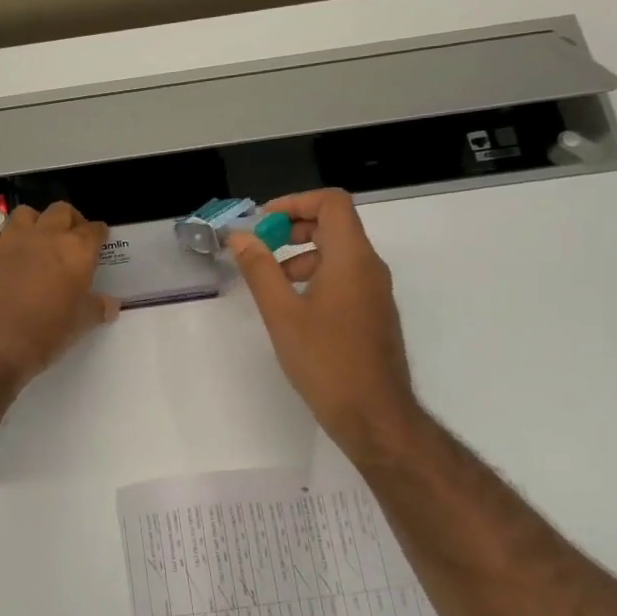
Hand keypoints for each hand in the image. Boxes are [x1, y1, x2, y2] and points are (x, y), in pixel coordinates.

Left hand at [0, 202, 117, 385]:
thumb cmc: (46, 333)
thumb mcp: (79, 325)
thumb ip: (96, 309)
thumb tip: (110, 305)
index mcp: (77, 251)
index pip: (94, 230)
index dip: (98, 234)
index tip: (98, 241)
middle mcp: (46, 236)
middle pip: (61, 211)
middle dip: (68, 220)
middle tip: (69, 238)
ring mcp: (11, 239)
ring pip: (24, 213)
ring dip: (32, 223)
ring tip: (33, 241)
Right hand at [229, 189, 421, 462]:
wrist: (372, 413)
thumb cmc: (325, 361)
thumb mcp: (282, 313)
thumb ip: (260, 270)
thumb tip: (240, 237)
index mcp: (351, 258)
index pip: (332, 203)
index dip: (295, 202)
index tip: (262, 223)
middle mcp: (370, 267)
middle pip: (335, 224)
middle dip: (294, 228)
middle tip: (260, 248)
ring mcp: (375, 291)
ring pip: (338, 253)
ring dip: (302, 255)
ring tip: (270, 284)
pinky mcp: (373, 313)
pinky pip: (345, 277)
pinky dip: (316, 277)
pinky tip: (293, 308)